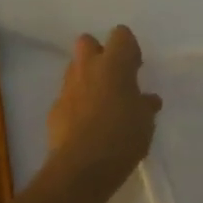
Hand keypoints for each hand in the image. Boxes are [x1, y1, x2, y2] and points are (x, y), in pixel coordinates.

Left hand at [45, 26, 160, 193]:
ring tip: (101, 103)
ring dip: (86, 78)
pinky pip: (67, 97)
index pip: (121, 34)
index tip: (136, 69)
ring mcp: (68, 87)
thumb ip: (145, 105)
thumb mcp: (145, 122)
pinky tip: (86, 126)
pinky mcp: (54, 109)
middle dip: (99, 53)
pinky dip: (76, 104)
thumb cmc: (121, 137)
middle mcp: (88, 67)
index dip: (129, 48)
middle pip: (88, 41)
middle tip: (114, 78)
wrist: (81, 168)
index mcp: (114, 64)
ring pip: (75, 68)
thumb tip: (147, 99)